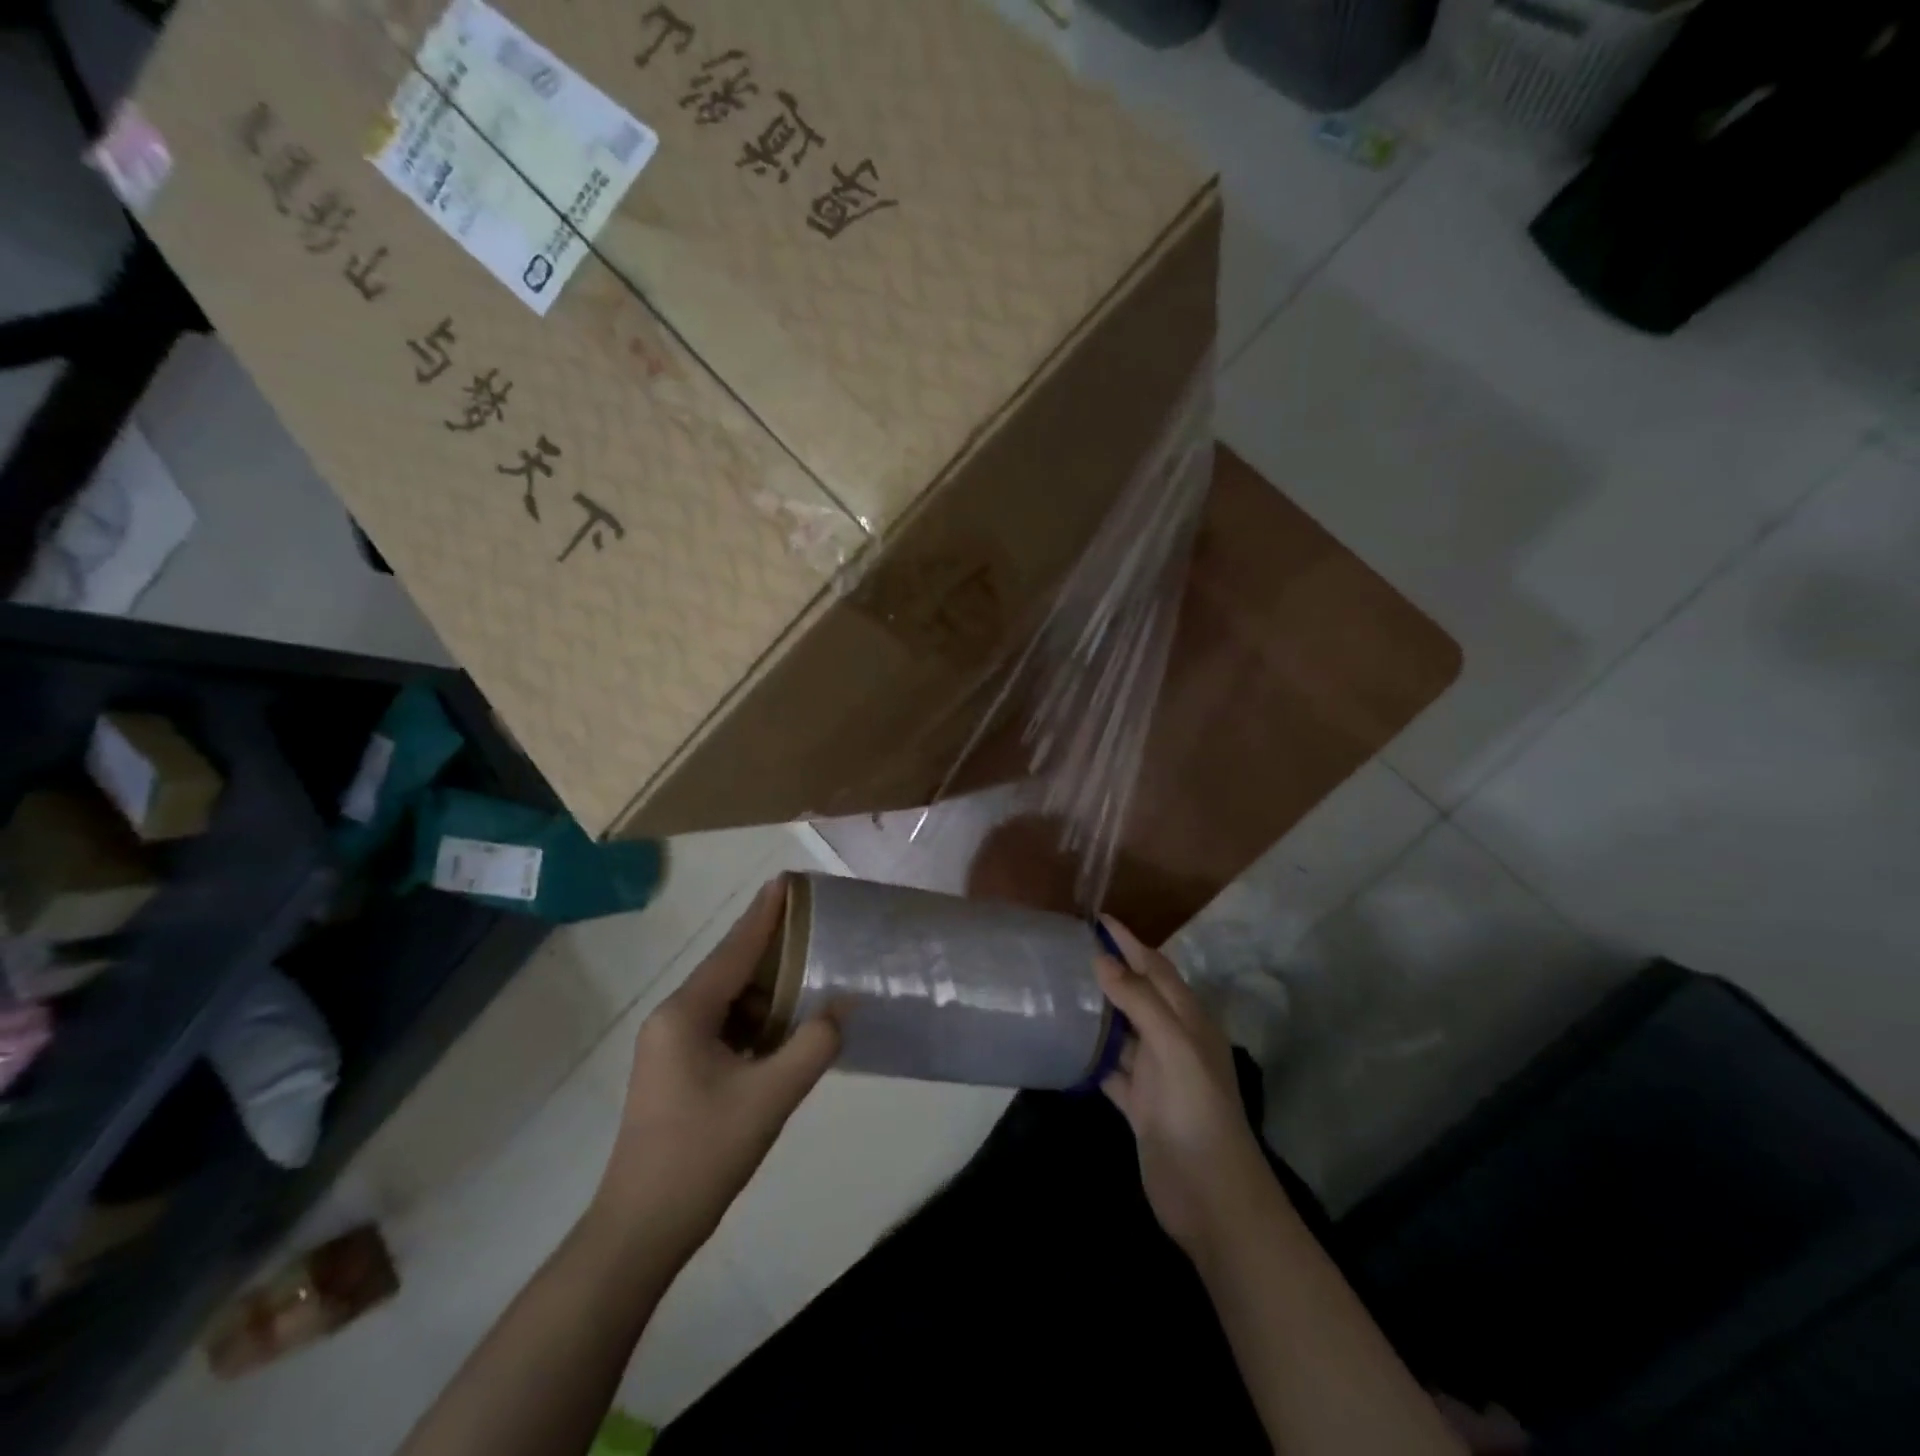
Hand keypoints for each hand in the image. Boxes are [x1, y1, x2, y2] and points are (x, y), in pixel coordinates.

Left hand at [590, 878, 839, 1262]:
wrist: (640, 1231)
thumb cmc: (702, 1156)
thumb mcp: (769, 1098)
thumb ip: (813, 1045)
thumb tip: (843, 1005)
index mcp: (686, 1013)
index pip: (734, 950)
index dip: (764, 914)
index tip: (787, 879)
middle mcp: (673, 1018)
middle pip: (729, 969)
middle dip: (771, 946)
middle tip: (812, 925)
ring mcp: (671, 1045)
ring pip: (727, 1000)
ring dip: (767, 989)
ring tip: (810, 973)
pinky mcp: (677, 1070)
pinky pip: (723, 1026)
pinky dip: (755, 1019)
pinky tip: (785, 1026)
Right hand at [1095, 918, 1274, 1264]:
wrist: (1213, 1199)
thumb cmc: (1199, 1113)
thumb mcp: (1176, 1049)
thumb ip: (1141, 1003)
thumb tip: (1104, 959)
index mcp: (1189, 1021)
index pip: (1156, 968)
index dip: (1130, 941)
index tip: (1097, 918)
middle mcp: (1172, 1041)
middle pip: (1138, 995)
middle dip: (1111, 970)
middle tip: (1068, 949)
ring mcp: (1156, 1075)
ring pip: (1121, 1031)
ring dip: (1097, 1011)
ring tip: (1059, 988)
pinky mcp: (1139, 1105)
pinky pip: (1109, 1070)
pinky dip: (1090, 1057)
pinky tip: (1064, 1045)